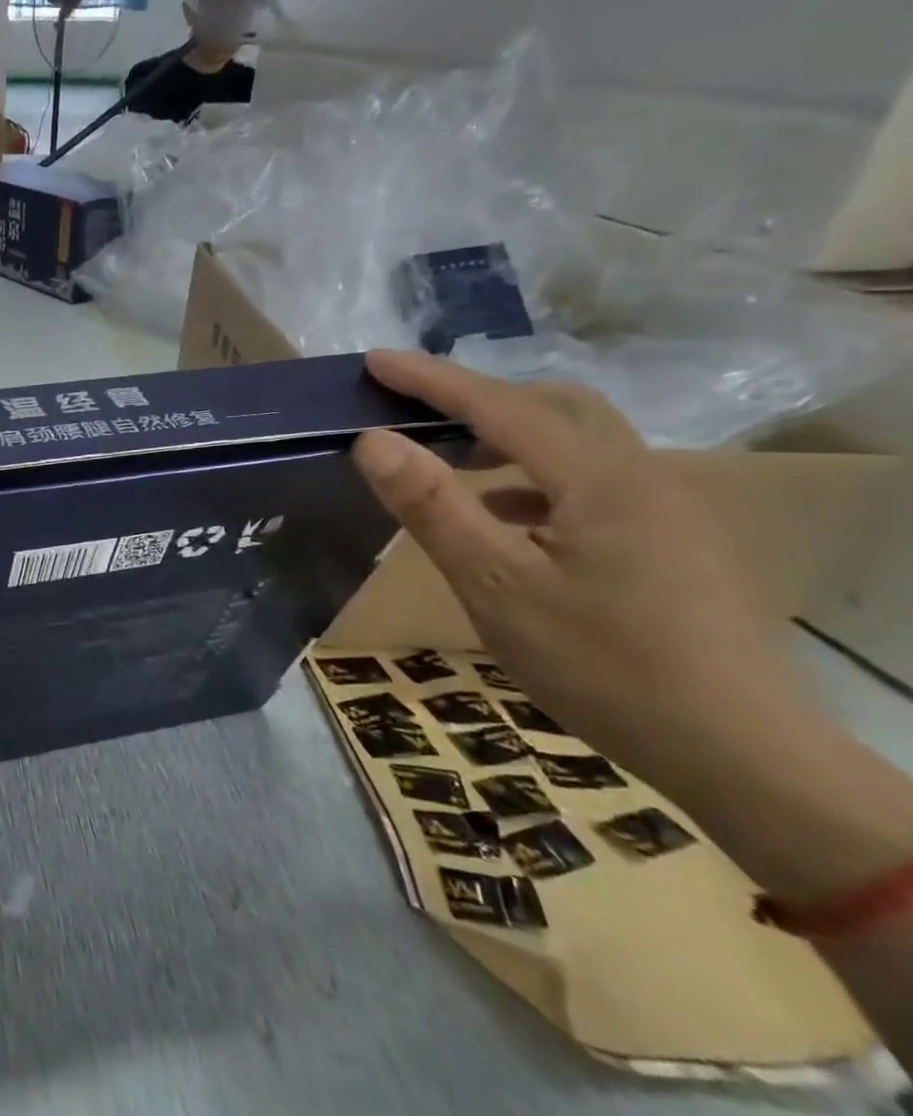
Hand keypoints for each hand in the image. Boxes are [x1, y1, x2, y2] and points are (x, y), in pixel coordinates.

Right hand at [351, 349, 798, 790]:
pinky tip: (506, 521)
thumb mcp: (495, 586)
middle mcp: (640, 477)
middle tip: (415, 413)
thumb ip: (433, 507)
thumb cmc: (604, 665)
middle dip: (477, 398)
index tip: (374, 360)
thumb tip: (373, 441)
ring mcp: (664, 510)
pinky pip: (591, 482)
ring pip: (577, 443)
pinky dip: (535, 480)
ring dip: (507, 438)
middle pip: (553, 406)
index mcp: (599, 480)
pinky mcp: (671, 541)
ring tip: (452, 463)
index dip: (430, 379)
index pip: (499, 405)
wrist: (741, 755)